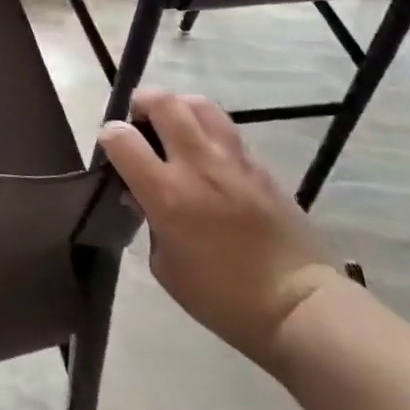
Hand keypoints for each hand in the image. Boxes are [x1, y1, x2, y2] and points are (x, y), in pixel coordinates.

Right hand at [99, 93, 343, 370]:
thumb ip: (149, 222)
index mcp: (166, 192)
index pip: (121, 137)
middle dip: (141, 103)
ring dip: (178, 107)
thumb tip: (142, 196)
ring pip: (198, 104)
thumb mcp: (167, 268)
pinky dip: (207, 130)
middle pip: (162, 102)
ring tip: (174, 126)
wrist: (300, 307)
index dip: (109, 136)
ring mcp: (232, 160)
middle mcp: (196, 164)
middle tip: (139, 121)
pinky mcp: (259, 165)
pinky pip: (226, 130)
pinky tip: (208, 154)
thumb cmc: (224, 299)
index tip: (111, 148)